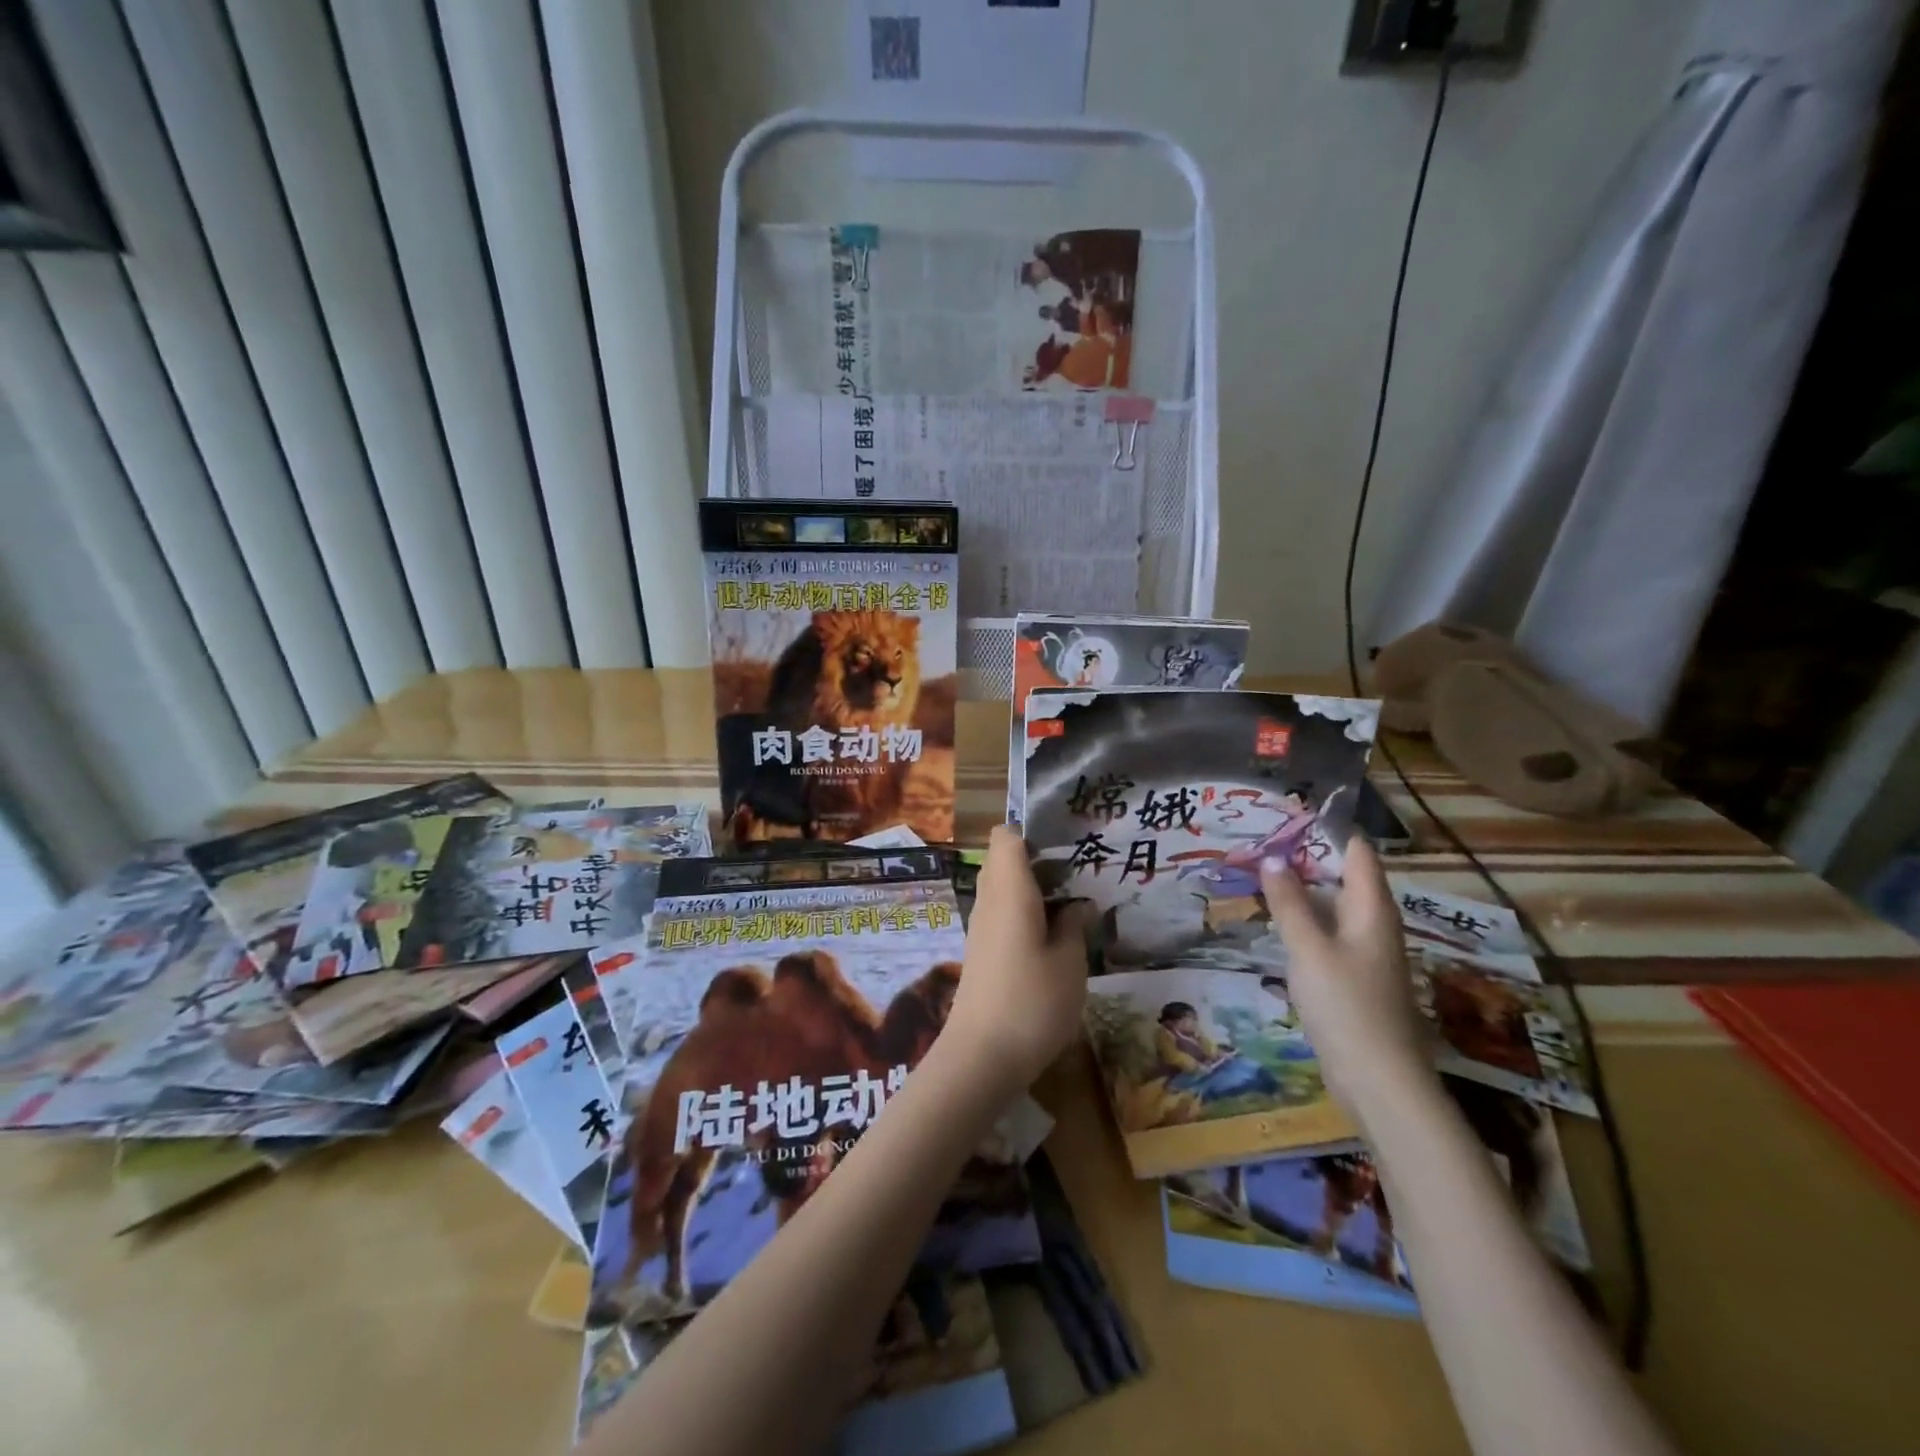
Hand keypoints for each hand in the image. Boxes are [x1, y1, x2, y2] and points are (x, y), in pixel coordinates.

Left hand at [944, 826, 1095, 1094]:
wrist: (981, 1057)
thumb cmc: (1032, 1002)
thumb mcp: (1070, 962)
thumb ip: (1074, 925)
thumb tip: (1077, 904)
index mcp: (1009, 889)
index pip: (1006, 836)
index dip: (1032, 832)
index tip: (1066, 843)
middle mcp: (989, 901)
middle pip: (1004, 860)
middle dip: (1039, 861)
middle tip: (1080, 874)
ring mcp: (981, 928)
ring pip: (1003, 889)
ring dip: (1034, 890)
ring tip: (1075, 903)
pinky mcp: (981, 953)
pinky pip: (1002, 915)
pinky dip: (1025, 915)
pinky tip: (1054, 936)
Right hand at [1261, 836, 1433, 1119]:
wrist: (1381, 1083)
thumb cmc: (1347, 1006)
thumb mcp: (1310, 949)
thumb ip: (1289, 904)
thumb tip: (1272, 858)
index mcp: (1372, 910)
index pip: (1356, 852)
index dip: (1326, 829)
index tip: (1285, 814)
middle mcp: (1373, 925)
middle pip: (1343, 877)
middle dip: (1304, 858)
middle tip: (1258, 842)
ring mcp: (1365, 954)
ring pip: (1332, 908)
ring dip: (1300, 891)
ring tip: (1258, 875)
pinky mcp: (1353, 979)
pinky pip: (1326, 935)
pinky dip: (1302, 922)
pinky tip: (1275, 924)